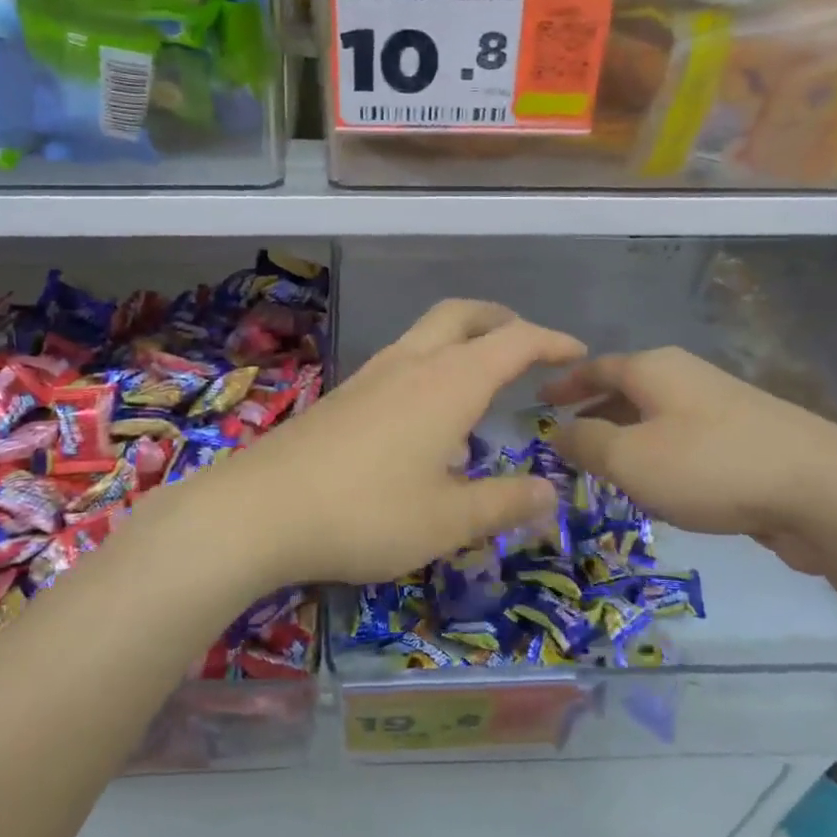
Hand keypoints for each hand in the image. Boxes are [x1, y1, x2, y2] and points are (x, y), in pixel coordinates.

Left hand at [221, 300, 585, 585]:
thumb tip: (550, 491)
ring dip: (463, 339)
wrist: (259, 510)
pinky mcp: (343, 395)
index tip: (578, 352)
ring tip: (482, 380)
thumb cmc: (366, 514)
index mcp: (449, 383)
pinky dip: (432, 364)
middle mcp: (411, 364)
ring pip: (427, 333)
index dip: (551, 341)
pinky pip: (401, 360)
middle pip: (463, 315)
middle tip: (527, 345)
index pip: (514, 341)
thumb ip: (504, 503)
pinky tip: (427, 413)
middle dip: (502, 320)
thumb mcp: (448, 521)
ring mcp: (371, 375)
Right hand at [540, 346, 836, 573]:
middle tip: (565, 441)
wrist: (822, 490)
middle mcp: (686, 377)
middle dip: (593, 413)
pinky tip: (658, 487)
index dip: (564, 384)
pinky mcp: (746, 439)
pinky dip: (658, 455)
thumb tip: (556, 431)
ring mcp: (721, 406)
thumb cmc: (709, 465)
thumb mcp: (630, 457)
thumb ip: (585, 442)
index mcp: (654, 369)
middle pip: (627, 389)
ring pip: (656, 418)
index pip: (596, 368)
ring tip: (604, 468)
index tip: (537, 402)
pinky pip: (684, 441)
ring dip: (626, 438)